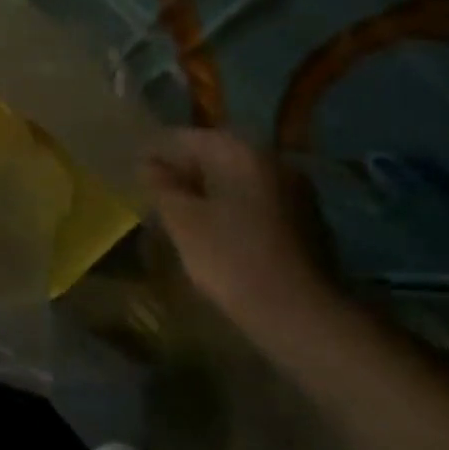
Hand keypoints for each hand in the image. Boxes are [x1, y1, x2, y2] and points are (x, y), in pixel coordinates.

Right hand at [143, 129, 340, 329]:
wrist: (299, 312)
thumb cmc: (231, 259)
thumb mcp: (184, 222)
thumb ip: (164, 187)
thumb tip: (149, 163)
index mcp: (245, 154)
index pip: (195, 137)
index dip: (163, 149)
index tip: (139, 167)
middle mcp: (276, 162)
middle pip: (223, 156)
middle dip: (189, 170)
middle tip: (159, 191)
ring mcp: (298, 192)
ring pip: (243, 181)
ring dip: (214, 191)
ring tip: (185, 213)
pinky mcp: (308, 223)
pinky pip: (261, 203)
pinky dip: (237, 209)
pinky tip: (220, 232)